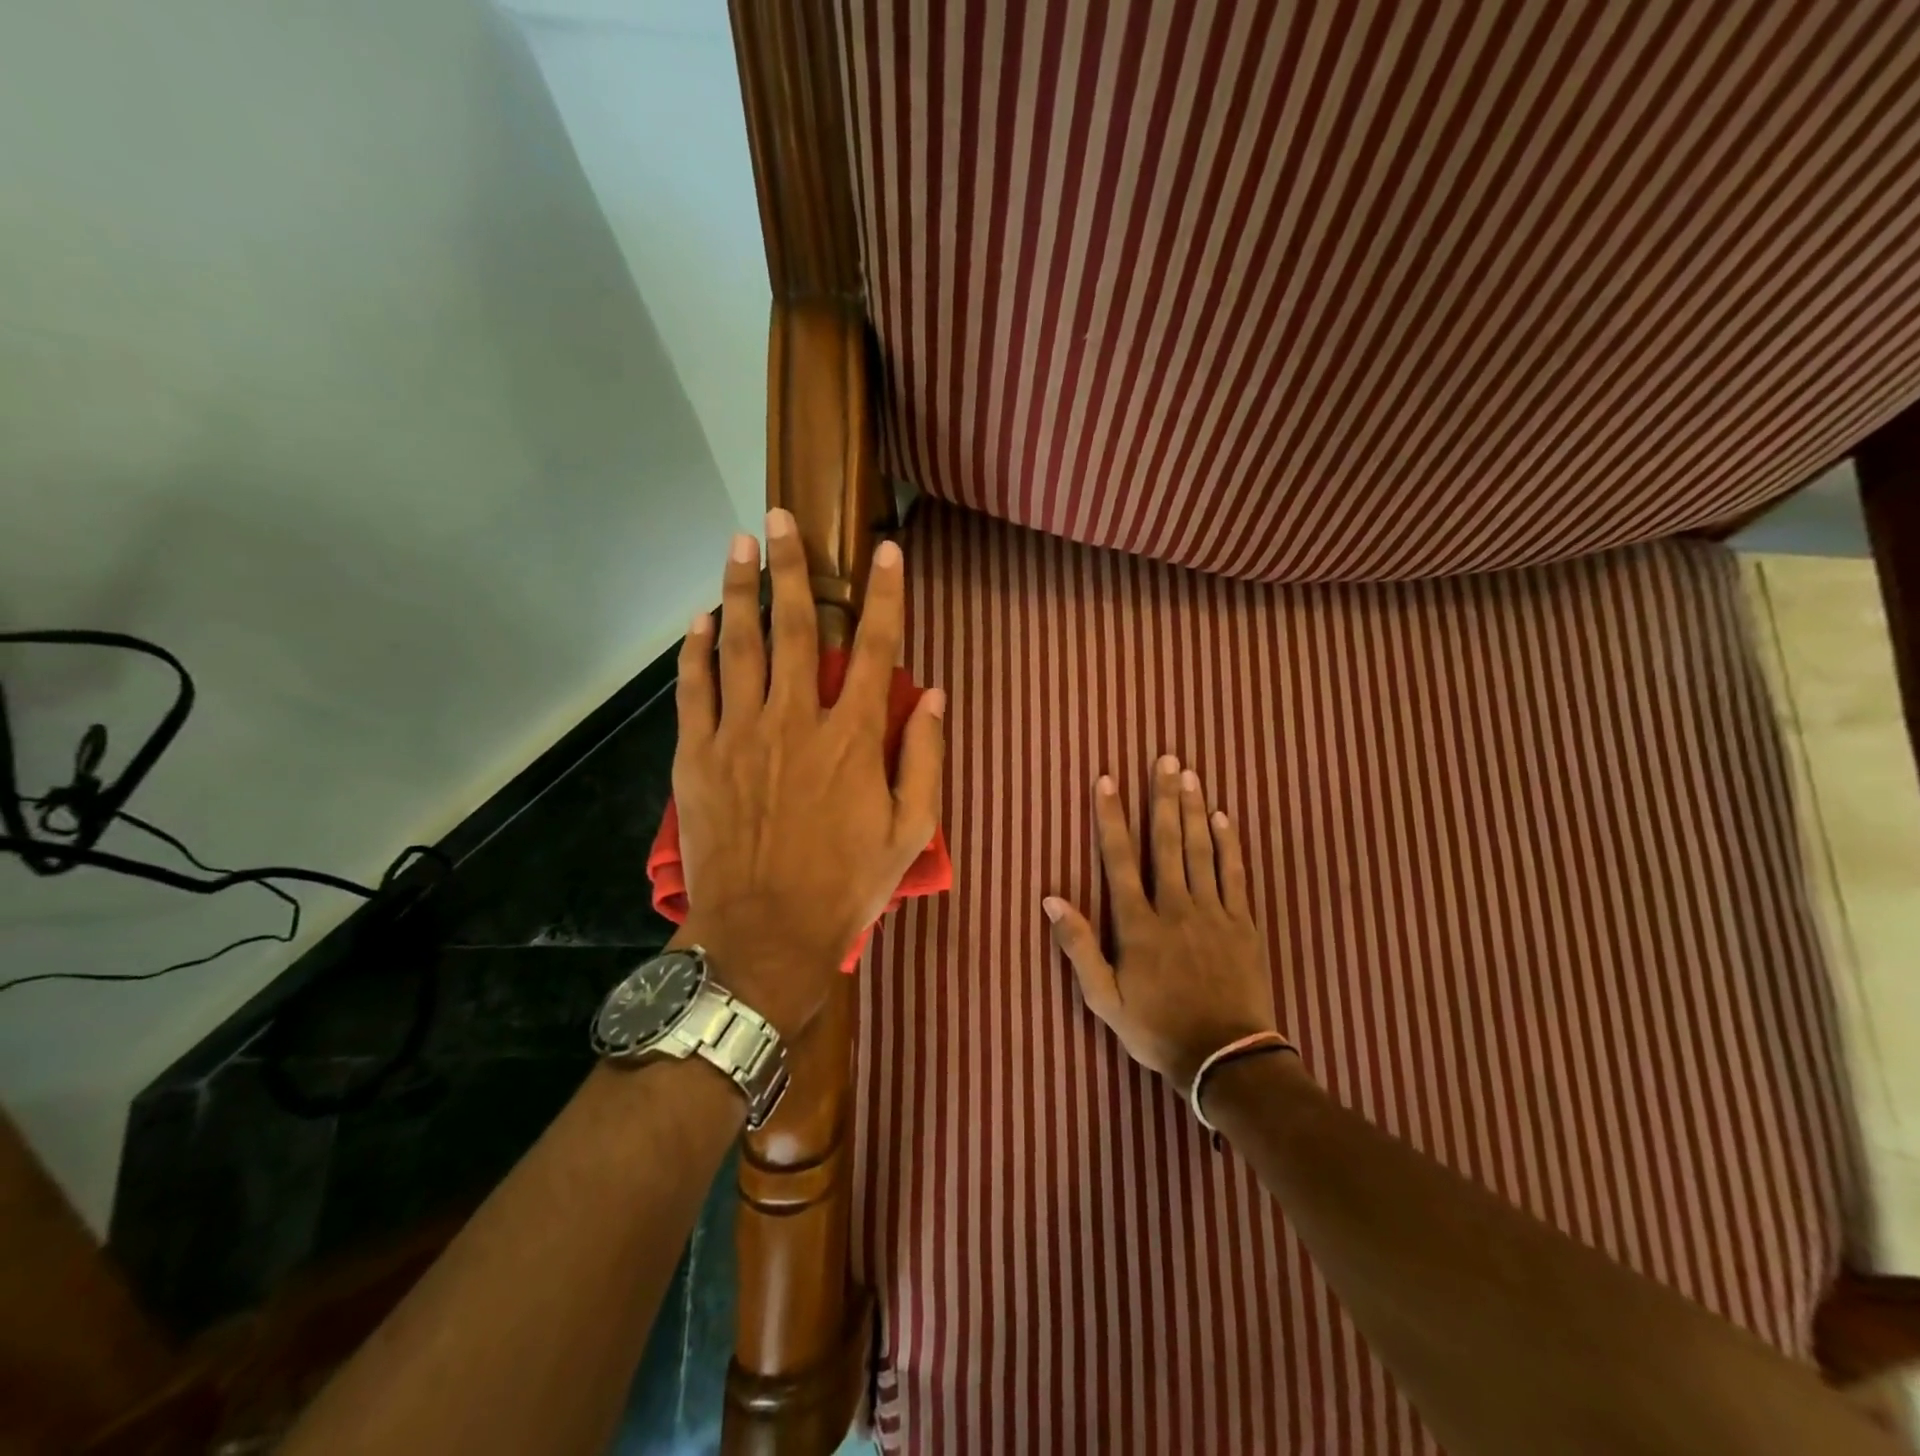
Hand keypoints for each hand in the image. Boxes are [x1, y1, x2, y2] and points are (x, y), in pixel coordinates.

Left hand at [672, 509, 944, 1042]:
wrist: (764, 935)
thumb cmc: (845, 886)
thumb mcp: (909, 834)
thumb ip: (924, 760)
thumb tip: (937, 699)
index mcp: (852, 738)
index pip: (876, 649)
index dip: (885, 596)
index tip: (886, 551)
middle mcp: (795, 720)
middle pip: (795, 627)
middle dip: (791, 566)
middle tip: (780, 518)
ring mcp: (740, 734)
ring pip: (740, 645)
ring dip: (739, 589)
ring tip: (738, 544)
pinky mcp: (697, 756)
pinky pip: (694, 688)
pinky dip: (696, 649)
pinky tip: (699, 620)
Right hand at [1044, 757, 1276, 1093]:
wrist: (1227, 1060)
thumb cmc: (1158, 1030)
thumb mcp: (1104, 999)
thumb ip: (1078, 947)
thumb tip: (1051, 899)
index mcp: (1139, 924)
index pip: (1119, 859)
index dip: (1111, 817)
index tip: (1106, 780)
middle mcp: (1175, 907)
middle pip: (1167, 842)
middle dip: (1163, 797)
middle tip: (1165, 758)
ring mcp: (1213, 912)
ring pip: (1201, 850)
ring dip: (1194, 809)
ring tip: (1190, 774)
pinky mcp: (1243, 923)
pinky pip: (1235, 874)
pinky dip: (1229, 843)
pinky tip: (1223, 817)